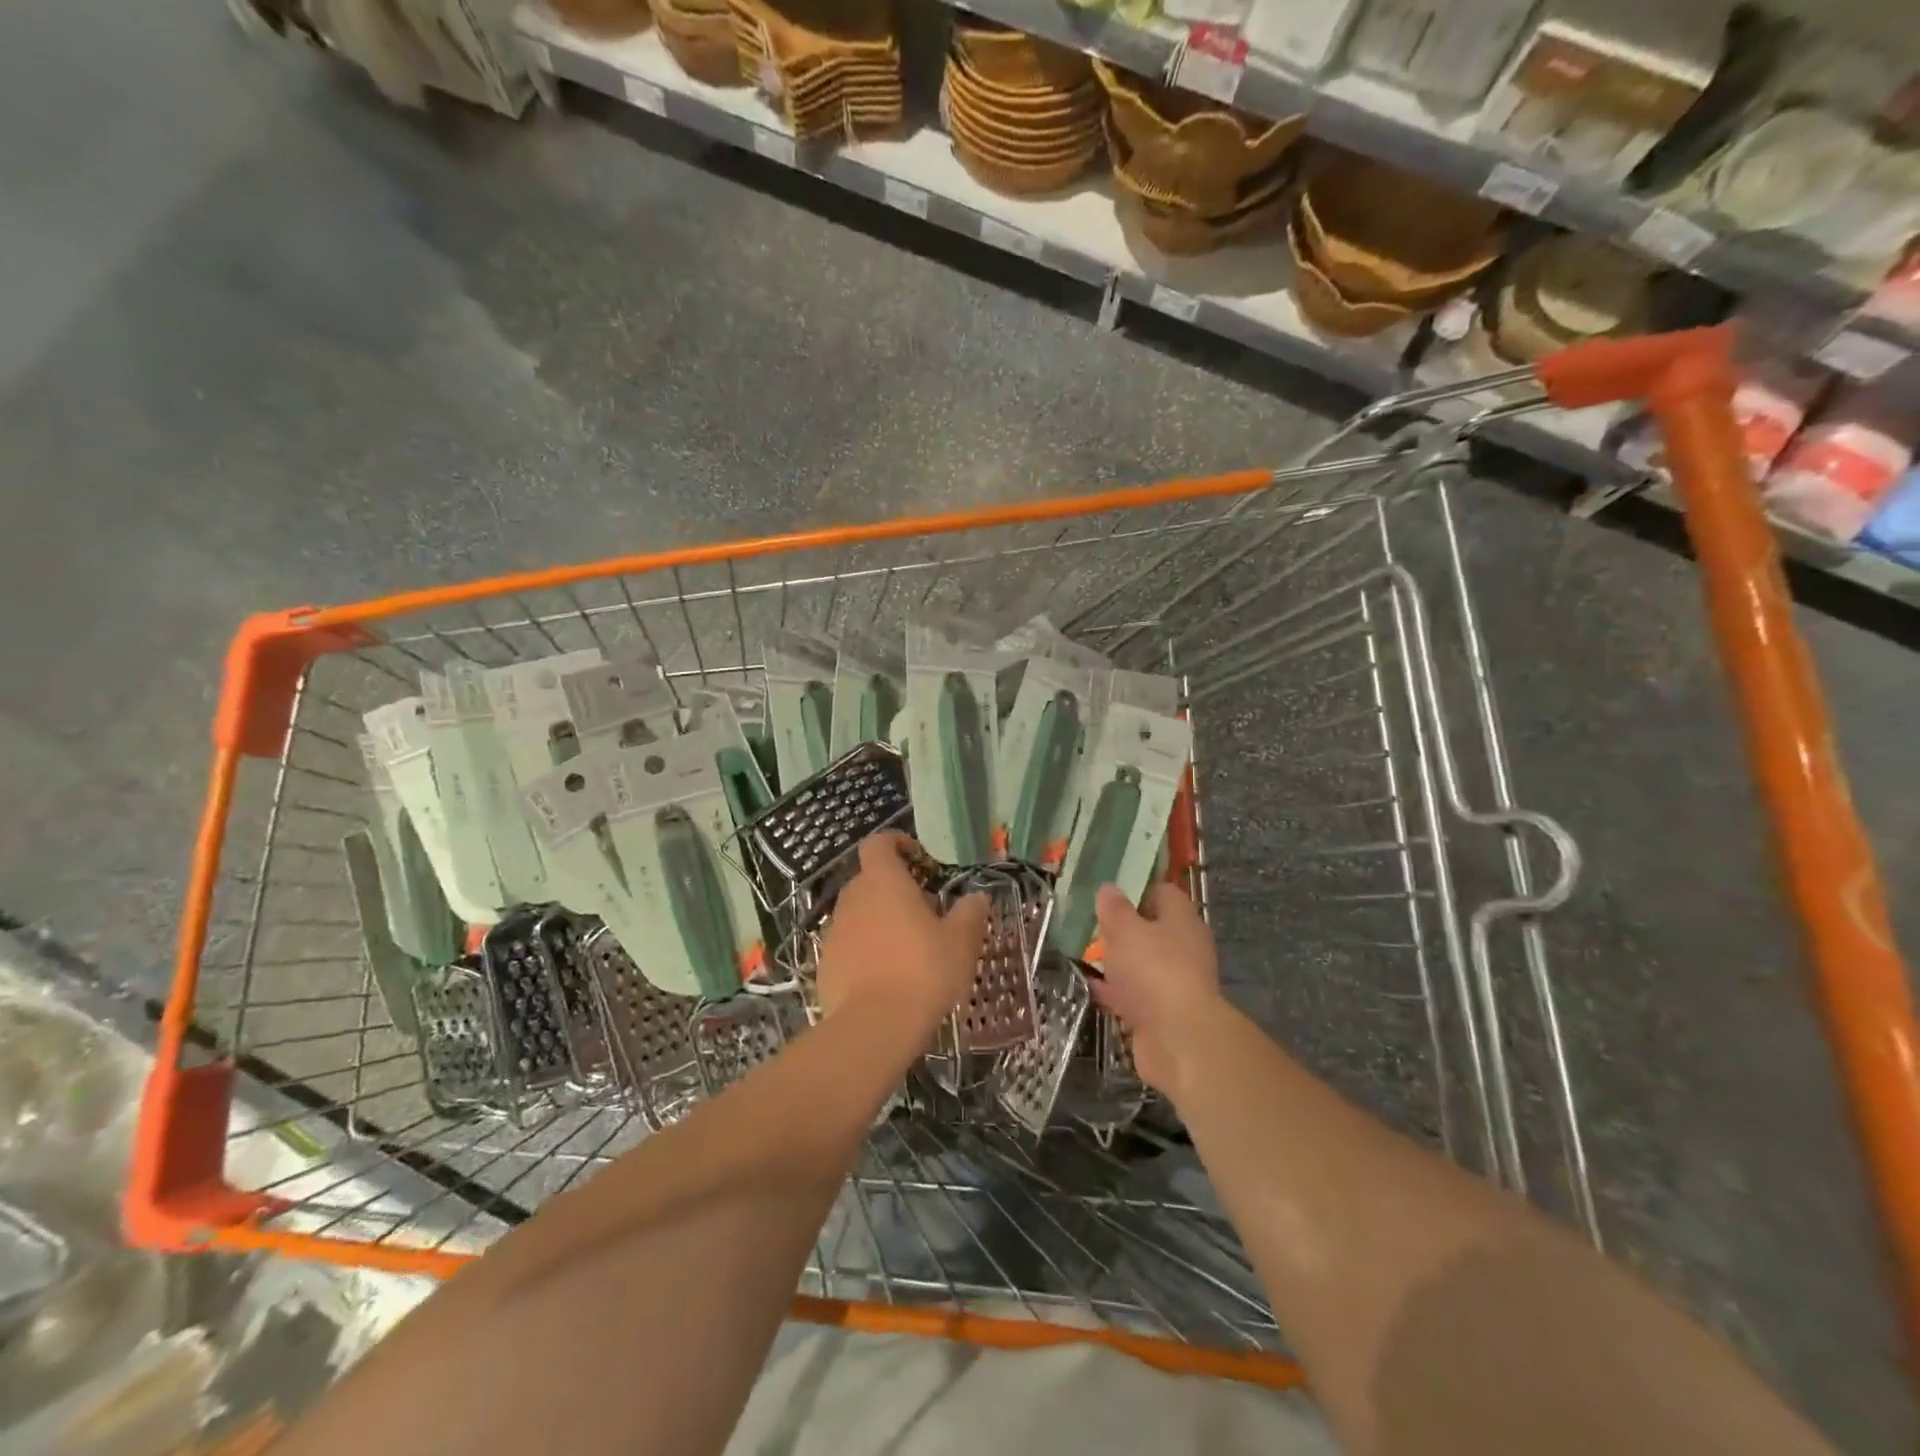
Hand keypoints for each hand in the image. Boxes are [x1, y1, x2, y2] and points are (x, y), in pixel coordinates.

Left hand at [817, 833, 989, 1041]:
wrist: (873, 1027)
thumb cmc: (923, 971)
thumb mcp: (961, 941)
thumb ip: (970, 913)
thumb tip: (977, 897)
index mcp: (884, 881)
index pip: (879, 843)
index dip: (898, 844)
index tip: (921, 861)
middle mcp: (853, 898)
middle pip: (870, 879)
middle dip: (896, 889)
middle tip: (926, 913)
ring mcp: (835, 931)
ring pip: (860, 914)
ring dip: (881, 921)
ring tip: (910, 949)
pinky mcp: (826, 964)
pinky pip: (849, 945)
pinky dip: (867, 951)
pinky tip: (888, 978)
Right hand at [1090, 882, 1227, 1098]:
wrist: (1178, 1040)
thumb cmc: (1153, 971)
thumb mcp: (1125, 930)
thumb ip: (1114, 909)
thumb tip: (1108, 888)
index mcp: (1182, 920)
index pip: (1162, 892)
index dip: (1136, 889)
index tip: (1107, 893)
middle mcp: (1184, 948)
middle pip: (1152, 929)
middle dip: (1123, 928)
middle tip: (1091, 924)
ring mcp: (1175, 982)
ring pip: (1143, 963)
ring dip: (1119, 961)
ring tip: (1085, 953)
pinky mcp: (1163, 1013)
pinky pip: (1136, 994)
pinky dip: (1117, 991)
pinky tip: (1091, 987)